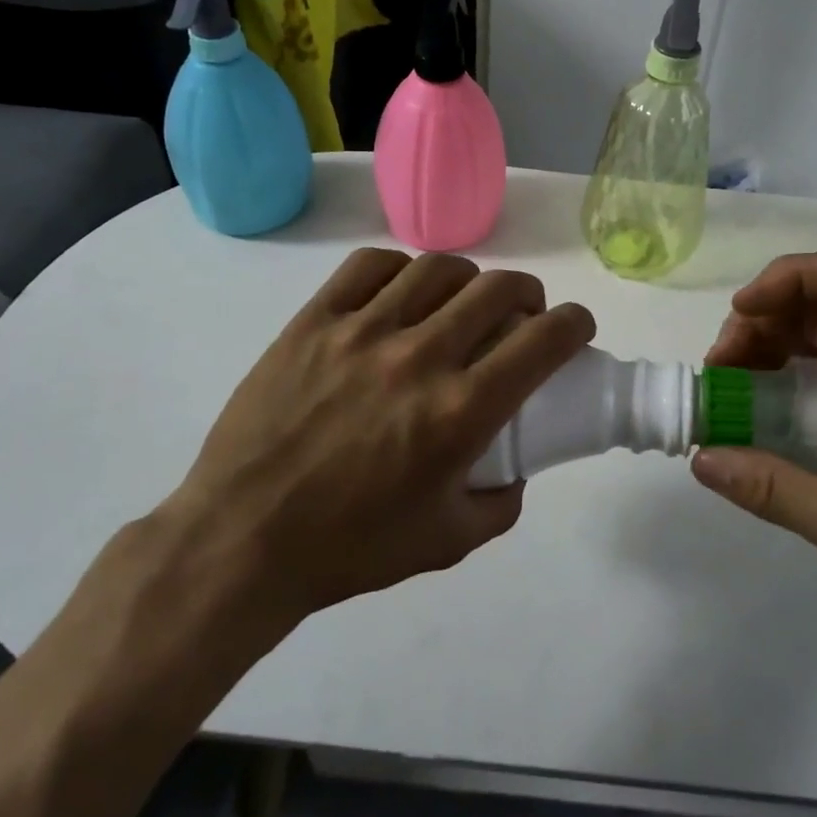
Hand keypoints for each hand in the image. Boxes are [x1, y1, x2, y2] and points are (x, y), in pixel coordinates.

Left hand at [156, 248, 595, 629]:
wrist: (241, 540)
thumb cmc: (349, 549)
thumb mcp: (447, 542)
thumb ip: (501, 503)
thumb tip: (516, 466)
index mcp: (459, 412)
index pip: (542, 342)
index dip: (574, 324)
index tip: (575, 327)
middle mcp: (418, 357)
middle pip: (496, 290)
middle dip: (528, 294)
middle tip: (522, 314)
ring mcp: (361, 330)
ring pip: (437, 269)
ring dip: (468, 280)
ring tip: (462, 302)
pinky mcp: (313, 321)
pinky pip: (369, 267)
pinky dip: (400, 271)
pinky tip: (400, 294)